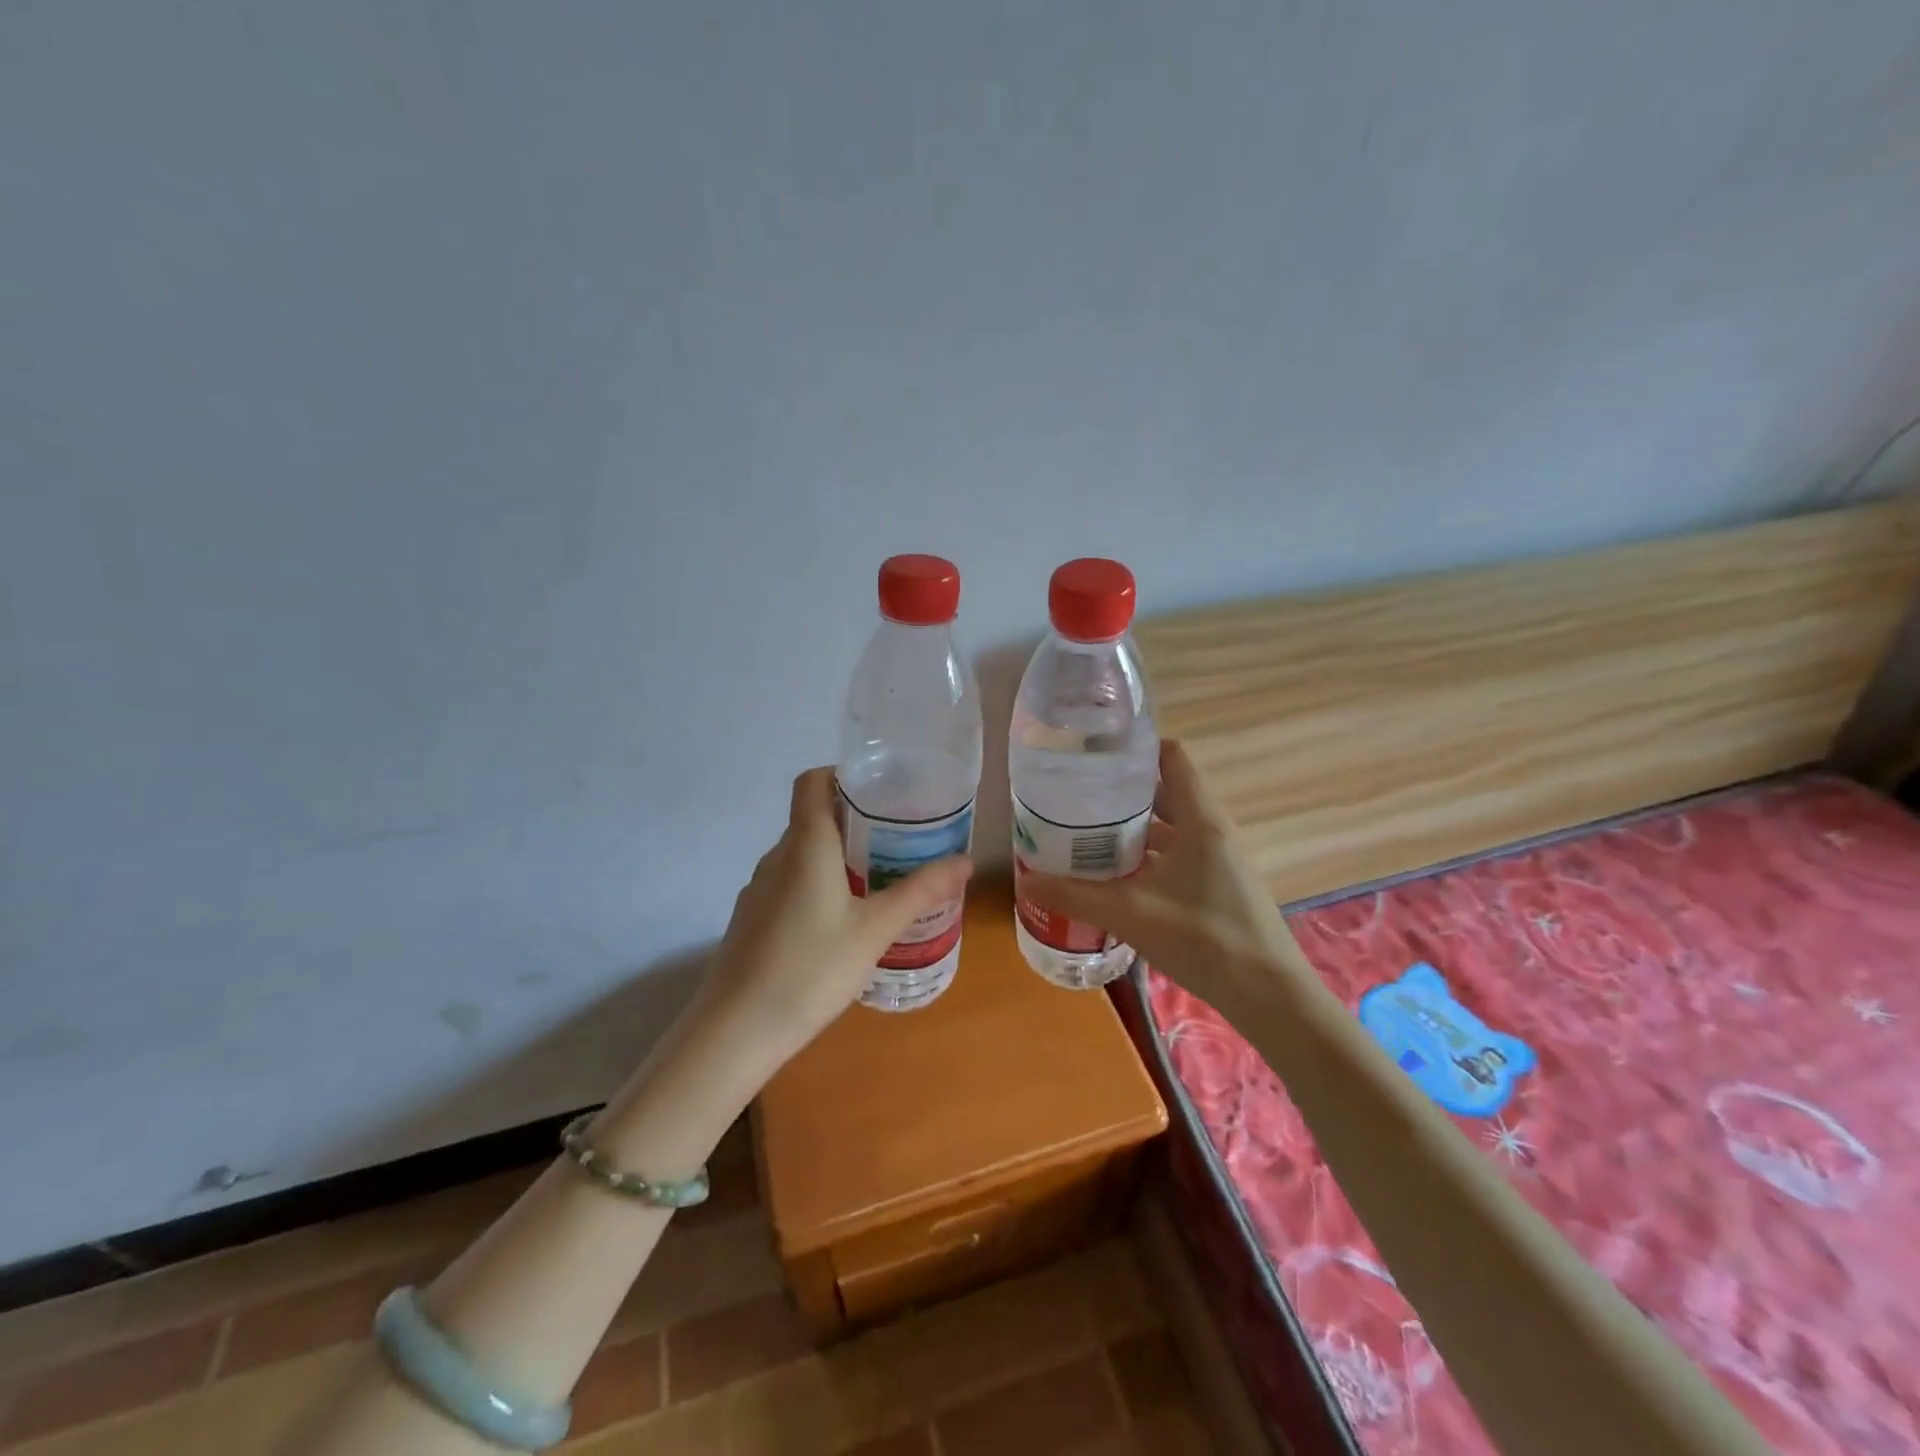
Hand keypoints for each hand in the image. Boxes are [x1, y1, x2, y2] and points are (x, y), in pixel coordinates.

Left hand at [698, 766, 972, 1059]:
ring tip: (878, 876)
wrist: (735, 1031)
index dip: (842, 774)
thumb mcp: (876, 930)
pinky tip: (842, 920)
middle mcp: (777, 856)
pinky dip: (818, 884)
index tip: (880, 789)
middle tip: (899, 836)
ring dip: (837, 855)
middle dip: (854, 819)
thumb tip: (965, 861)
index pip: (812, 781)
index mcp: (805, 844)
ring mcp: (759, 889)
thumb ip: (920, 892)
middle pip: (812, 817)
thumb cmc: (810, 969)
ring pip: (802, 854)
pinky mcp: (752, 919)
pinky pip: (790, 884)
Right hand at [1021, 740, 1304, 1011]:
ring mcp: (1217, 860)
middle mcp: (1211, 831)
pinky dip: (1145, 857)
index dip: (1136, 747)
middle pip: (1164, 793)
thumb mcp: (1132, 914)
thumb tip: (1026, 881)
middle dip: (1120, 792)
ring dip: (1131, 829)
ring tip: (1084, 832)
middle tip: (1075, 795)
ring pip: (1168, 828)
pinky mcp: (1216, 887)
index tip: (1094, 751)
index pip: (1172, 758)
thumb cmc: (1205, 939)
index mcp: (1200, 820)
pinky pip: (1175, 856)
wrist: (1269, 997)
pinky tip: (1113, 876)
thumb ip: (1076, 896)